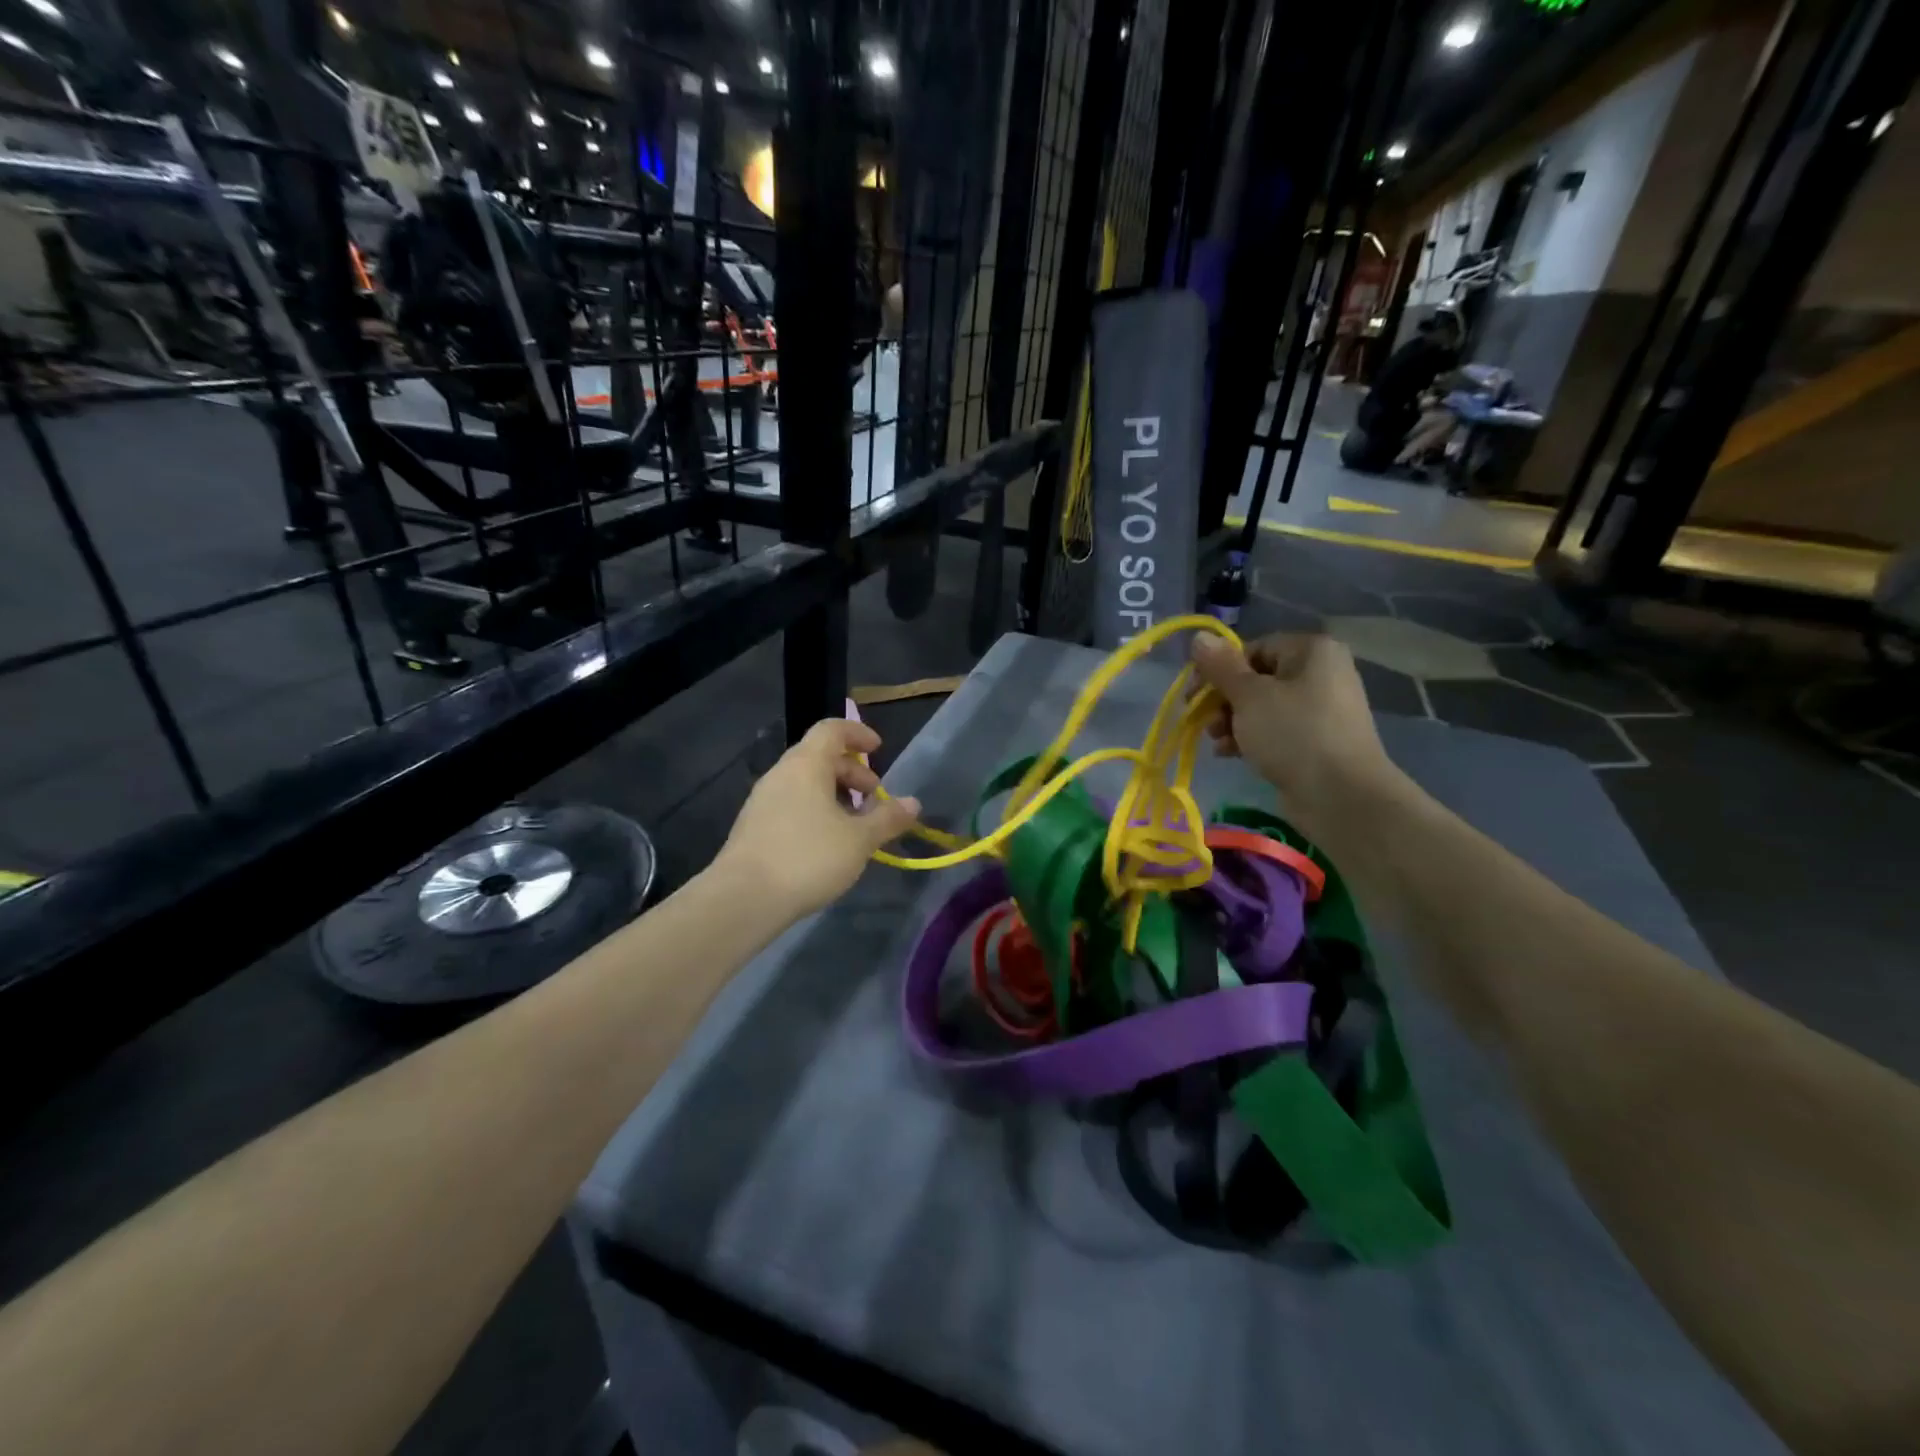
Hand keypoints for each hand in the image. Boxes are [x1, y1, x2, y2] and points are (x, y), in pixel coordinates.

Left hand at [711, 719, 921, 921]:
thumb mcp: (859, 840)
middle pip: (819, 756)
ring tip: (854, 825)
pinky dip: (814, 811)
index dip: (858, 734)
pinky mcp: (754, 826)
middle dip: (851, 773)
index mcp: (806, 765)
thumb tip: (913, 803)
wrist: (743, 898)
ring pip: (805, 783)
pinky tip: (827, 844)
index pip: (832, 729)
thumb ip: (888, 818)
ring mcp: (763, 800)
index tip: (878, 750)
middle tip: (873, 799)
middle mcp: (781, 774)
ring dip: (834, 795)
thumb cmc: (808, 858)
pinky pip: (791, 804)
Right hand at [1189, 632, 1401, 839]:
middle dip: (1223, 700)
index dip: (1219, 669)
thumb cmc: (1293, 734)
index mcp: (1311, 651)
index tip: (1194, 695)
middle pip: (1256, 678)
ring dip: (1232, 722)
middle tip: (1203, 721)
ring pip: (1263, 707)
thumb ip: (1221, 666)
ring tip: (1216, 742)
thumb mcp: (1249, 696)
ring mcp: (1321, 709)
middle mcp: (1321, 673)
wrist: (1342, 796)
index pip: (1253, 649)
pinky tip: (1230, 754)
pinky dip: (1251, 738)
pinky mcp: (1317, 740)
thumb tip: (1199, 637)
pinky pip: (1276, 730)